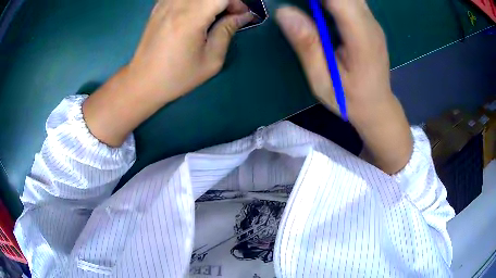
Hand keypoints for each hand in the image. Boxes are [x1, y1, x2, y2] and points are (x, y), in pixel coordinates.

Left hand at [83, 0, 252, 146]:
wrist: (139, 85)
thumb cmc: (175, 78)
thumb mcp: (211, 60)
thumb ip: (229, 30)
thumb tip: (243, 15)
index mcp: (189, 16)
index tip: (246, 12)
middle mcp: (176, 3)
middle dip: (227, 0)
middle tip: (235, 16)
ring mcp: (165, 3)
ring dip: (213, 1)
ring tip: (220, 18)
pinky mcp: (159, 7)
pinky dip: (199, 2)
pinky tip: (202, 16)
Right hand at [276, 1, 412, 173]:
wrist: (377, 106)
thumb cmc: (349, 99)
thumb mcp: (323, 80)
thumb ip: (307, 45)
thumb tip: (284, 12)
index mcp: (361, 38)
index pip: (340, 0)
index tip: (294, 1)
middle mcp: (370, 24)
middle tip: (297, 5)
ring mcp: (372, 22)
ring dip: (325, 0)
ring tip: (308, 9)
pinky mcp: (369, 22)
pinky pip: (350, 1)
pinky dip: (333, 2)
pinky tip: (320, 10)